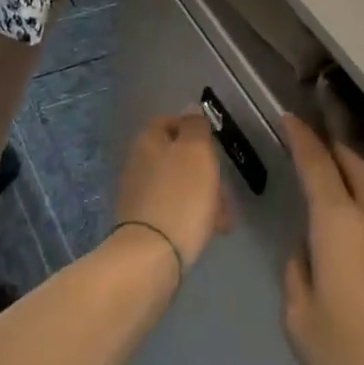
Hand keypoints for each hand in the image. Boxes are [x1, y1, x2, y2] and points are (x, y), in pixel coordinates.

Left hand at [111, 112, 230, 269]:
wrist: (152, 254)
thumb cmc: (181, 196)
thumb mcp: (196, 152)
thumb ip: (195, 127)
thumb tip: (190, 110)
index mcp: (148, 140)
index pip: (168, 121)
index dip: (192, 128)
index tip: (215, 143)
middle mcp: (138, 162)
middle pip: (175, 155)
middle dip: (204, 169)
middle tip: (225, 186)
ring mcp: (139, 193)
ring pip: (178, 184)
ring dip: (203, 194)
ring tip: (225, 216)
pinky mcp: (144, 222)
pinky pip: (174, 209)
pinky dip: (193, 214)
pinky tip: (211, 229)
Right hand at [280, 115, 363, 364]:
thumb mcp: (304, 327)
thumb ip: (298, 277)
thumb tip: (307, 252)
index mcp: (341, 223)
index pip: (316, 162)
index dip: (300, 137)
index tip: (288, 119)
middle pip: (356, 165)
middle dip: (332, 151)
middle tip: (313, 150)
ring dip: (358, 183)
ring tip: (341, 196)